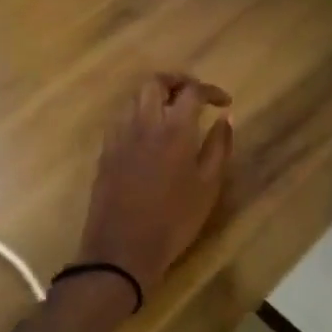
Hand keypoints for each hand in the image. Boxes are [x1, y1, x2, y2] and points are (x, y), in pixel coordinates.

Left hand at [78, 73, 232, 296]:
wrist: (122, 251)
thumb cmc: (174, 220)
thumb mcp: (208, 186)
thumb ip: (218, 147)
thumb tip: (226, 118)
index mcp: (174, 129)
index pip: (192, 91)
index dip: (210, 90)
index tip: (224, 102)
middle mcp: (144, 123)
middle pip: (155, 82)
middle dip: (177, 81)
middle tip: (194, 95)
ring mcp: (120, 136)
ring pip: (134, 97)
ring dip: (155, 95)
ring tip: (172, 111)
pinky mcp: (106, 152)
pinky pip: (121, 118)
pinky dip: (138, 114)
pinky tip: (149, 133)